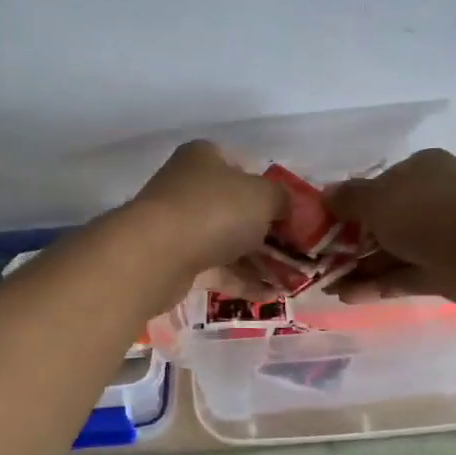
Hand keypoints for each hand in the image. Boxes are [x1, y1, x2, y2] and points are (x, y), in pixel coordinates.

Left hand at [124, 140, 286, 290]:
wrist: (157, 254)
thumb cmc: (215, 210)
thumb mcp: (263, 196)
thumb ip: (282, 199)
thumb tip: (286, 208)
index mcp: (205, 158)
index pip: (244, 167)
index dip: (271, 189)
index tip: (293, 214)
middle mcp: (189, 187)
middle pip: (237, 208)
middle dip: (269, 232)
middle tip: (298, 252)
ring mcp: (180, 225)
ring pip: (227, 241)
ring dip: (259, 261)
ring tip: (291, 281)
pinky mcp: (175, 260)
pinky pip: (216, 269)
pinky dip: (242, 281)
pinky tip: (271, 296)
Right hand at [327, 149, 455, 312]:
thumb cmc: (430, 214)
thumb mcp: (379, 199)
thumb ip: (349, 198)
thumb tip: (326, 194)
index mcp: (420, 170)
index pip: (377, 184)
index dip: (347, 205)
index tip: (319, 225)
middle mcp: (430, 200)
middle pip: (382, 220)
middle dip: (349, 242)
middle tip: (317, 260)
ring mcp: (439, 237)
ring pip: (391, 251)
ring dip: (358, 267)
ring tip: (323, 285)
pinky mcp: (443, 271)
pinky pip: (403, 275)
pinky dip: (376, 284)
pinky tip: (346, 295)